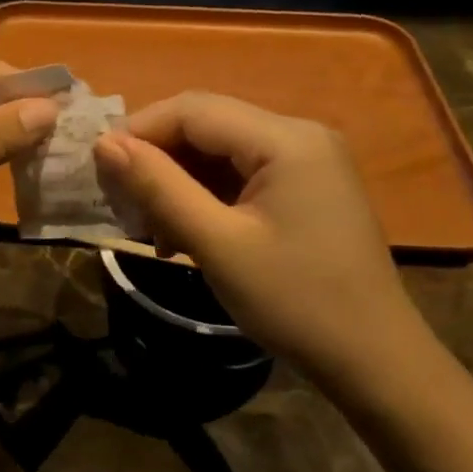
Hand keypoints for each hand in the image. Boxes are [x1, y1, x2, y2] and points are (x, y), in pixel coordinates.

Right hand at [94, 92, 428, 378]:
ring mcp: (307, 162)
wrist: (374, 362)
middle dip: (157, 162)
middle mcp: (299, 135)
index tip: (98, 173)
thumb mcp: (217, 244)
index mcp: (286, 139)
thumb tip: (103, 144)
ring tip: (153, 233)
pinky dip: (205, 199)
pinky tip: (185, 237)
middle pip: (206, 127)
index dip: (138, 132)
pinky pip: (241, 177)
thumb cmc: (295, 303)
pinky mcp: (306, 189)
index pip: (192, 109)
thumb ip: (158, 187)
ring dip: (177, 185)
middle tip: (123, 209)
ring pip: (219, 153)